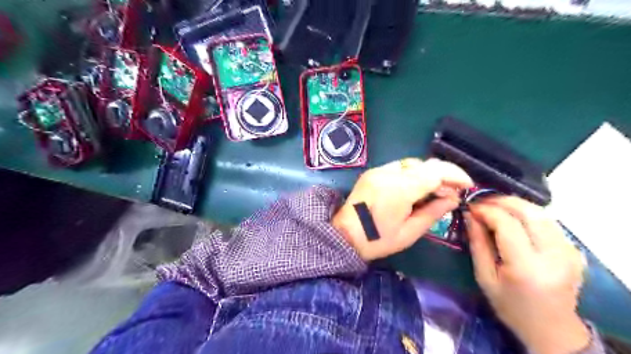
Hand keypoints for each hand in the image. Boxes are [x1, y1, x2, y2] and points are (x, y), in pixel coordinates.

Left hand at [330, 159, 472, 260]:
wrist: (344, 235)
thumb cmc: (377, 240)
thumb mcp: (410, 232)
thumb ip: (433, 212)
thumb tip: (453, 198)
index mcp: (399, 189)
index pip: (434, 172)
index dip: (455, 175)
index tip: (468, 184)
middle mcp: (388, 173)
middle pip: (424, 164)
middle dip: (443, 174)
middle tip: (452, 191)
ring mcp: (378, 170)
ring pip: (412, 163)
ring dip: (427, 173)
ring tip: (434, 190)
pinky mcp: (372, 172)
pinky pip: (398, 167)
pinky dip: (412, 174)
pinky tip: (414, 188)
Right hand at [465, 196, 588, 353]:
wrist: (550, 328)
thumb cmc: (510, 306)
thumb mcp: (484, 277)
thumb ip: (478, 244)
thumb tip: (470, 215)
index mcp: (527, 267)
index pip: (507, 224)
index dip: (486, 210)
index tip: (470, 208)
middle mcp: (553, 255)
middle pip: (529, 212)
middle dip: (501, 201)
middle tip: (481, 203)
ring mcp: (568, 251)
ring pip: (541, 212)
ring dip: (514, 204)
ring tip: (494, 207)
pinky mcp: (573, 250)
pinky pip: (548, 221)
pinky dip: (527, 213)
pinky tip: (512, 218)